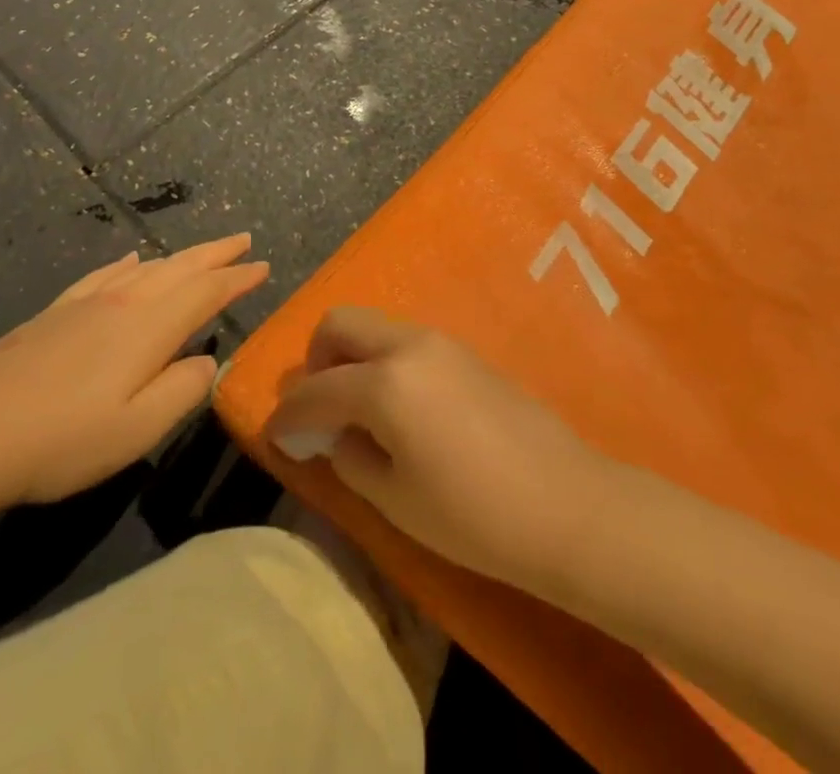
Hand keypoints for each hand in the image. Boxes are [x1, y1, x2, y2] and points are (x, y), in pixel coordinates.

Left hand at [0, 235, 267, 510]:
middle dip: (216, 253)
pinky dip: (129, 263)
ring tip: (201, 252)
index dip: (238, 278)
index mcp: (150, 326)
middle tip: (243, 240)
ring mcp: (87, 302)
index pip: (207, 291)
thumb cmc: (63, 440)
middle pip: (181, 266)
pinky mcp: (57, 311)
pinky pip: (106, 273)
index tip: (263, 266)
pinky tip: (133, 260)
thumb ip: (183, 390)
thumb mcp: (138, 430)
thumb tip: (205, 360)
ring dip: (181, 256)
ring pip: (148, 267)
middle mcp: (124, 301)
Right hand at [264, 307, 608, 596]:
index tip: (275, 437)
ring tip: (357, 412)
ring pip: (375, 327)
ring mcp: (441, 342)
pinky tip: (397, 408)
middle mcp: (408, 345)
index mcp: (384, 382)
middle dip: (316, 360)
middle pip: (340, 324)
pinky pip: (405, 341)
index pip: (315, 389)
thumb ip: (350, 456)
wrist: (564, 503)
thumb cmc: (473, 515)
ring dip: (352, 357)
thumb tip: (332, 434)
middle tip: (318, 409)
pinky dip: (383, 361)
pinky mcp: (464, 351)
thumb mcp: (395, 499)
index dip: (287, 415)